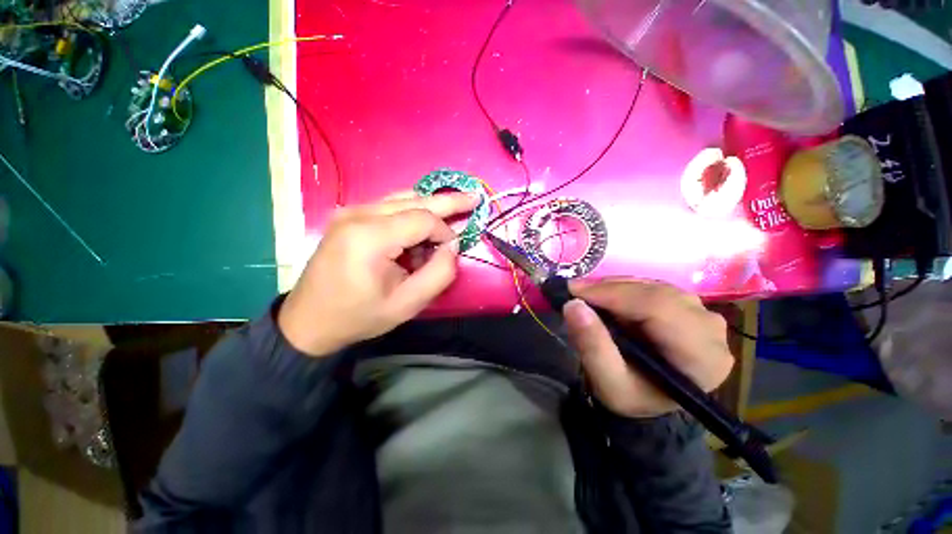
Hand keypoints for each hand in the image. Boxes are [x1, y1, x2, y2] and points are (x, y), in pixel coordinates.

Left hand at [278, 192, 478, 356]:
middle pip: (414, 200)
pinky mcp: (349, 216)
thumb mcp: (408, 304)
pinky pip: (389, 206)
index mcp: (369, 237)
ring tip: (451, 218)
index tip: (453, 250)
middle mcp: (358, 214)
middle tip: (474, 198)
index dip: (445, 231)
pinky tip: (421, 229)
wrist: (309, 320)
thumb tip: (452, 246)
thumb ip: (439, 274)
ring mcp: (350, 212)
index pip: (423, 219)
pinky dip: (411, 214)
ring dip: (429, 209)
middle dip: (447, 202)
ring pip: (402, 200)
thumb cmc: (359, 315)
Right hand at [563, 278, 733, 417]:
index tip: (574, 291)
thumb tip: (573, 305)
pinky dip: (625, 287)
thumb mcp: (607, 381)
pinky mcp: (690, 308)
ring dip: (616, 286)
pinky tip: (607, 295)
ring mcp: (704, 316)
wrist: (648, 401)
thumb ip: (592, 345)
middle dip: (611, 288)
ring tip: (587, 294)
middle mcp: (711, 331)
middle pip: (658, 293)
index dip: (614, 294)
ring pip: (655, 286)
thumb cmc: (632, 397)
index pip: (659, 309)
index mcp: (702, 357)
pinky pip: (655, 287)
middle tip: (575, 291)